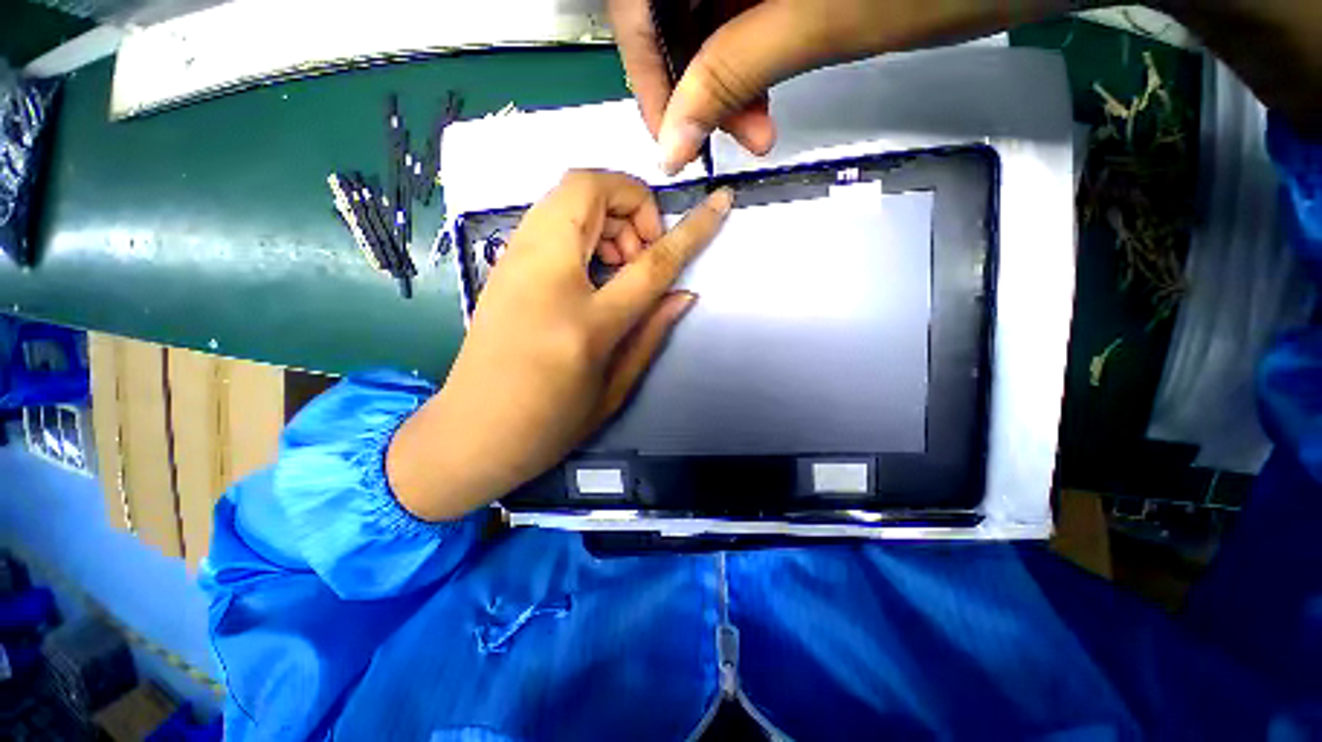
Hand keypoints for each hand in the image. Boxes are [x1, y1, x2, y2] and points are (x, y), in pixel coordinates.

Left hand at [387, 171, 733, 520]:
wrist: (471, 432)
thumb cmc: (549, 423)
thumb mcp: (614, 387)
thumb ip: (652, 333)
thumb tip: (684, 293)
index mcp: (585, 322)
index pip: (652, 261)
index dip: (692, 228)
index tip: (720, 202)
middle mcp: (545, 276)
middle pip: (592, 190)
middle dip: (633, 205)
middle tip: (640, 256)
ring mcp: (514, 263)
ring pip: (567, 193)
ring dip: (607, 214)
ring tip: (617, 264)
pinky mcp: (502, 264)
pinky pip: (550, 215)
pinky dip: (582, 224)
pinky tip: (590, 269)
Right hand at [608, 0, 1083, 173]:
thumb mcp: (823, 19)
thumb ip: (731, 72)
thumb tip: (672, 140)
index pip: (635, 1)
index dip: (646, 71)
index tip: (669, 135)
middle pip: (670, 5)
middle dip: (693, 80)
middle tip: (733, 131)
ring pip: (703, 9)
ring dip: (722, 75)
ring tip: (758, 121)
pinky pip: (736, 4)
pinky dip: (743, 52)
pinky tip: (766, 87)